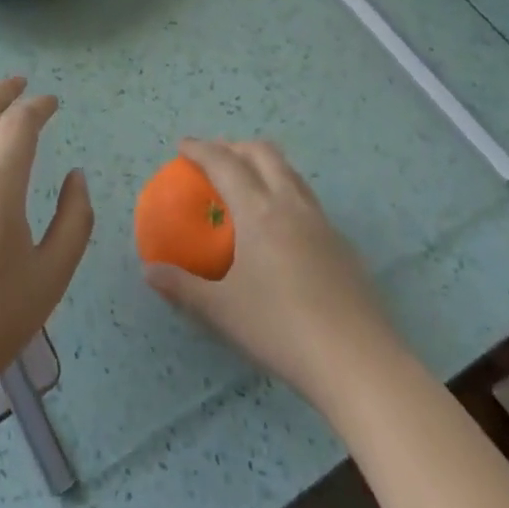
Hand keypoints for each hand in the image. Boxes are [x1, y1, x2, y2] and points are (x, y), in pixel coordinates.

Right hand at [143, 139, 402, 409]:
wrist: (359, 362)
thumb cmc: (280, 329)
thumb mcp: (221, 311)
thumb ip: (182, 287)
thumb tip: (149, 271)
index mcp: (259, 211)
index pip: (225, 164)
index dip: (201, 149)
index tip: (182, 145)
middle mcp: (292, 205)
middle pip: (264, 154)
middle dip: (235, 147)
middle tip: (214, 157)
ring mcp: (323, 223)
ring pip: (291, 174)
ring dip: (264, 165)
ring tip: (248, 182)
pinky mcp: (343, 246)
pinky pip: (308, 201)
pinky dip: (286, 194)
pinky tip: (281, 229)